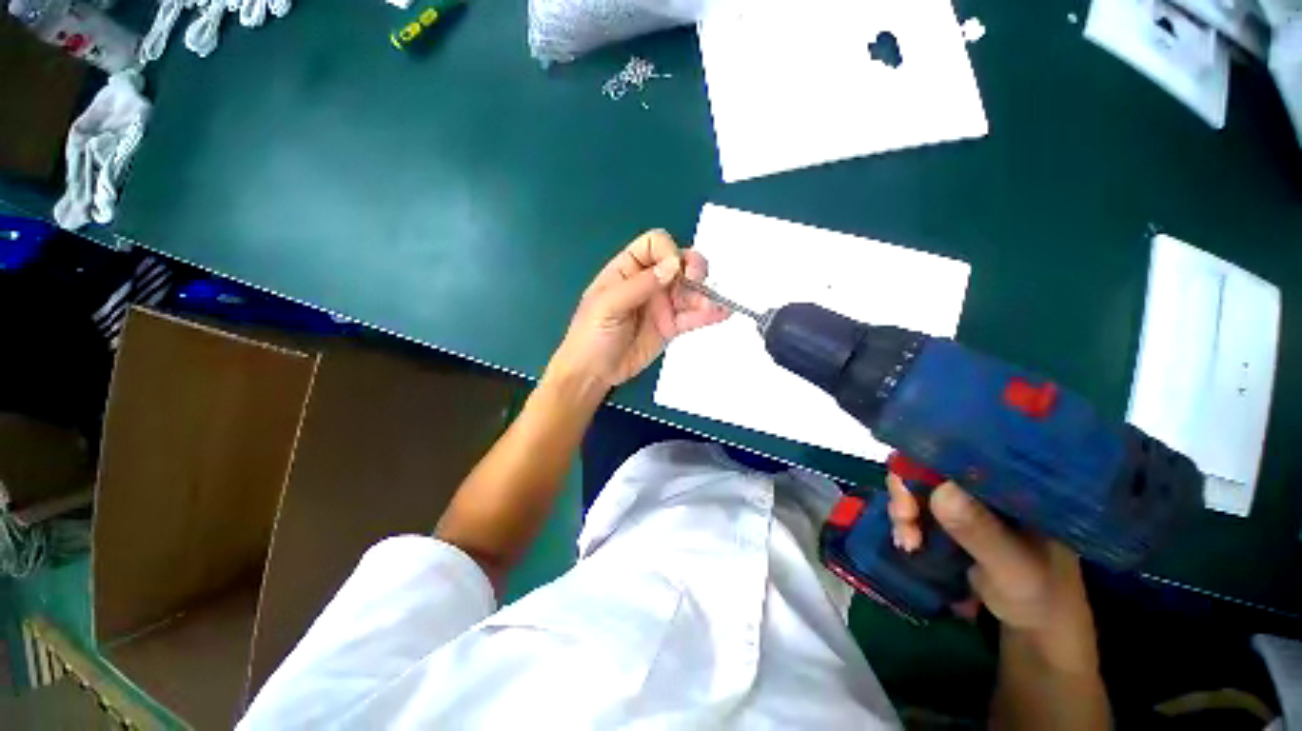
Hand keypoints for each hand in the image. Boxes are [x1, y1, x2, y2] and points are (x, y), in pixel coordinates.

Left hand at [548, 230, 729, 391]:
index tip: (674, 270)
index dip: (668, 252)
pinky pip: (692, 316)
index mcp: (628, 269)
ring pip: (690, 290)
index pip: (655, 245)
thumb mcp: (608, 305)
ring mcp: (661, 305)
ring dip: (704, 294)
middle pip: (679, 263)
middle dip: (693, 269)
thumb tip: (673, 265)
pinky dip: (708, 314)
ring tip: (713, 306)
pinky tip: (722, 313)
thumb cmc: (591, 334)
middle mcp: (649, 282)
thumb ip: (640, 285)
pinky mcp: (670, 326)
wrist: (594, 372)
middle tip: (696, 282)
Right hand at [887, 476, 1098, 671]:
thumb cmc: (1040, 596)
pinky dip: (906, 523)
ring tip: (907, 543)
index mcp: (1012, 482)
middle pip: (931, 467)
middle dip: (907, 491)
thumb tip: (941, 490)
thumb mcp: (1013, 566)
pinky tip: (908, 544)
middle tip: (903, 519)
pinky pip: (918, 508)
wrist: (1038, 631)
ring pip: (919, 488)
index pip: (961, 452)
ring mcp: (968, 502)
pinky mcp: (954, 520)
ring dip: (903, 511)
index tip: (909, 492)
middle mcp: (986, 484)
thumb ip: (980, 531)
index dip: (926, 463)